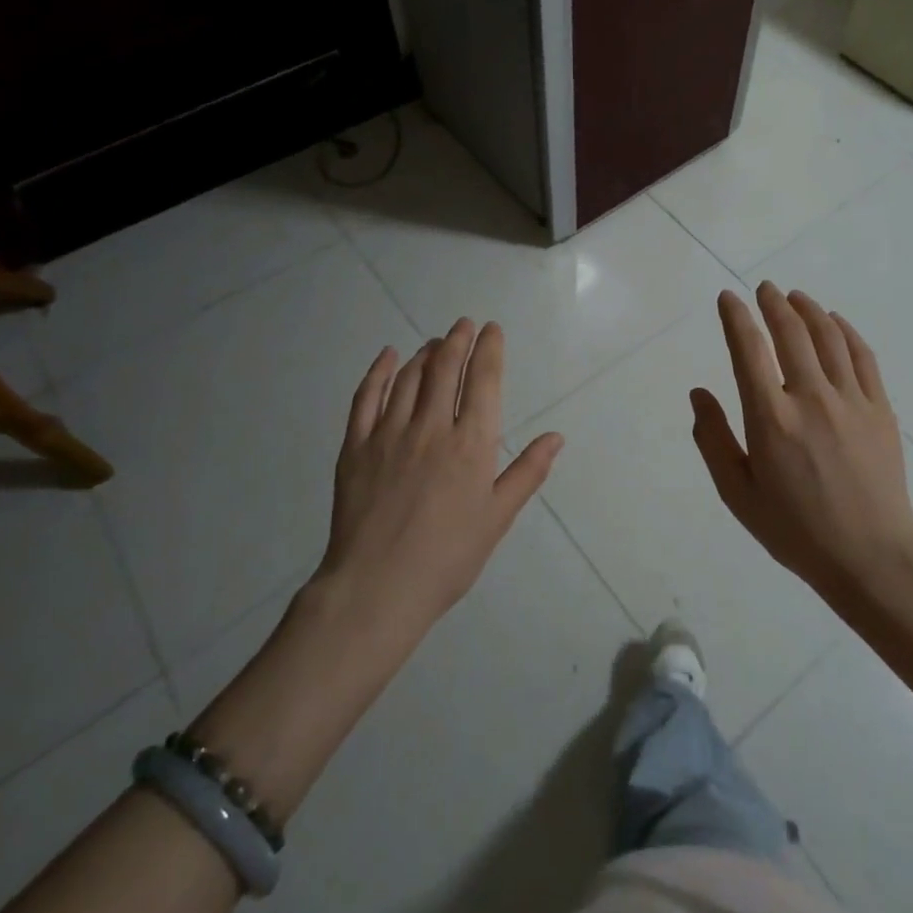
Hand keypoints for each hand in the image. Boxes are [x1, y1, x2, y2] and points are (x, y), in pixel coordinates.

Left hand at [320, 319, 563, 645]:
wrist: (377, 588)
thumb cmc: (447, 557)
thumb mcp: (497, 517)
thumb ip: (527, 472)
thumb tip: (556, 436)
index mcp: (471, 444)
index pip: (483, 381)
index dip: (489, 350)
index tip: (492, 330)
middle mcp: (431, 427)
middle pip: (445, 368)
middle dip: (458, 340)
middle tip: (464, 324)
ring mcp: (389, 433)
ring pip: (410, 377)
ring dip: (426, 352)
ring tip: (435, 342)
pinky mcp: (356, 445)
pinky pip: (367, 396)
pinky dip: (380, 371)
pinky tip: (389, 356)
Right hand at [691, 284, 912, 598]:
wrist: (871, 557)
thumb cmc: (796, 530)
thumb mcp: (738, 494)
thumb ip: (713, 439)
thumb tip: (699, 393)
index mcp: (771, 419)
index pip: (748, 350)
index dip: (736, 317)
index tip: (728, 298)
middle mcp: (811, 399)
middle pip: (791, 333)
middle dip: (773, 304)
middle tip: (764, 288)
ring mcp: (851, 401)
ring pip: (828, 337)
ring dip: (808, 310)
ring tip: (795, 297)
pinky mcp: (880, 410)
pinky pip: (863, 357)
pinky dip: (846, 332)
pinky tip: (835, 323)